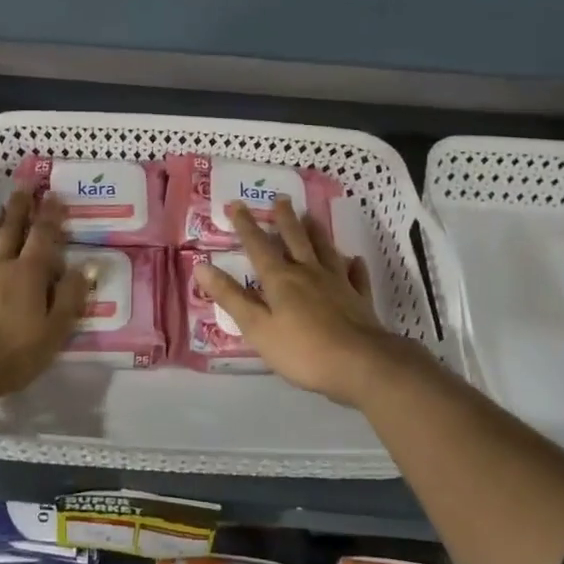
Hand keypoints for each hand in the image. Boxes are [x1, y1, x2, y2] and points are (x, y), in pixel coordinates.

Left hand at [0, 187, 91, 401]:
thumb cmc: (13, 352)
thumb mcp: (54, 330)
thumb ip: (70, 297)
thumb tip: (84, 267)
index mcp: (30, 272)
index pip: (43, 235)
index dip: (50, 214)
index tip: (54, 194)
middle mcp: (2, 265)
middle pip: (11, 228)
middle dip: (20, 207)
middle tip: (24, 186)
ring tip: (2, 211)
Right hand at [195, 197, 427, 405]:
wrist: (362, 364)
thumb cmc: (302, 350)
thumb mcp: (257, 328)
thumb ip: (231, 297)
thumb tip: (201, 266)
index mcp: (280, 279)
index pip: (258, 246)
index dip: (245, 226)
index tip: (236, 204)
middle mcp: (308, 273)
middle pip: (295, 239)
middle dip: (284, 218)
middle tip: (280, 198)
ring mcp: (338, 284)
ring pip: (325, 250)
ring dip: (316, 232)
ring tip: (311, 216)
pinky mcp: (360, 300)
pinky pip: (356, 277)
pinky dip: (354, 266)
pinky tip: (354, 260)